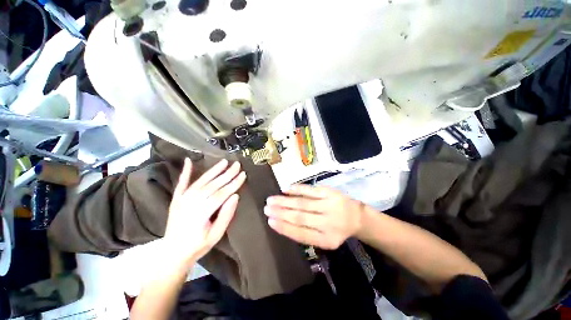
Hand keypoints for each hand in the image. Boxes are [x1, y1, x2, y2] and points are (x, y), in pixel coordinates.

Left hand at [163, 158, 245, 268]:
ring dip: (213, 170)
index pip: (221, 194)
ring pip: (201, 181)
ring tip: (224, 162)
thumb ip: (226, 215)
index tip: (243, 174)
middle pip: (212, 185)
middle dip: (227, 174)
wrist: (172, 253)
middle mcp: (190, 203)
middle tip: (237, 164)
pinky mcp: (176, 199)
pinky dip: (185, 172)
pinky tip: (188, 161)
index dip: (233, 184)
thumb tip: (235, 196)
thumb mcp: (216, 235)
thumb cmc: (197, 246)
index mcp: (201, 213)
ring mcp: (181, 200)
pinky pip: (181, 183)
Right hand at [264, 184, 363, 249]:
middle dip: (281, 213)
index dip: (284, 227)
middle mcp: (327, 223)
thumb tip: (283, 223)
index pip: (300, 234)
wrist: (357, 217)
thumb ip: (306, 233)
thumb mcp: (324, 239)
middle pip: (300, 217)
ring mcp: (328, 205)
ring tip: (271, 199)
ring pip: (302, 203)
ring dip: (285, 201)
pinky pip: (310, 190)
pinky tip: (286, 189)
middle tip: (266, 208)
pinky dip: (297, 189)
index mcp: (326, 239)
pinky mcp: (329, 192)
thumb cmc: (337, 229)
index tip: (270, 221)